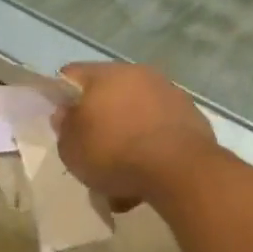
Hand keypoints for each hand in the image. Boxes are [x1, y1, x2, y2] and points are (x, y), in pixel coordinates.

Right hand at [54, 63, 216, 204]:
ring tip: (122, 176)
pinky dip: (151, 147)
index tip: (63, 124)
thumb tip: (67, 113)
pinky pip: (160, 129)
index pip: (72, 75)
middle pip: (108, 95)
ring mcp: (168, 93)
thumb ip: (65, 127)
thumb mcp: (72, 148)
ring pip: (136, 114)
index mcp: (106, 74)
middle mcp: (138, 74)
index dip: (61, 98)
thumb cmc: (116, 153)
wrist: (181, 170)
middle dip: (99, 121)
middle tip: (93, 151)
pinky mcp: (191, 115)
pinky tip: (147, 177)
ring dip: (127, 136)